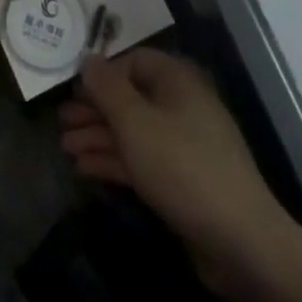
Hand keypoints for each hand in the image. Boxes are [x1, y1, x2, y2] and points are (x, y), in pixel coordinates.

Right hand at [62, 48, 301, 299]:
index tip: (70, 90)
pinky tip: (84, 169)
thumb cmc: (182, 167)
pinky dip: (114, 161)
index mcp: (176, 80)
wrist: (241, 242)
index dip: (100, 74)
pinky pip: (142, 159)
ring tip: (64, 148)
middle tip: (60, 123)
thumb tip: (87, 58)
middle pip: (130, 97)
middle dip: (94, 110)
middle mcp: (181, 105)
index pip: (132, 61)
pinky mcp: (183, 179)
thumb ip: (107, 88)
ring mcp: (184, 144)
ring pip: (133, 131)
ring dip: (99, 137)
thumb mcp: (135, 123)